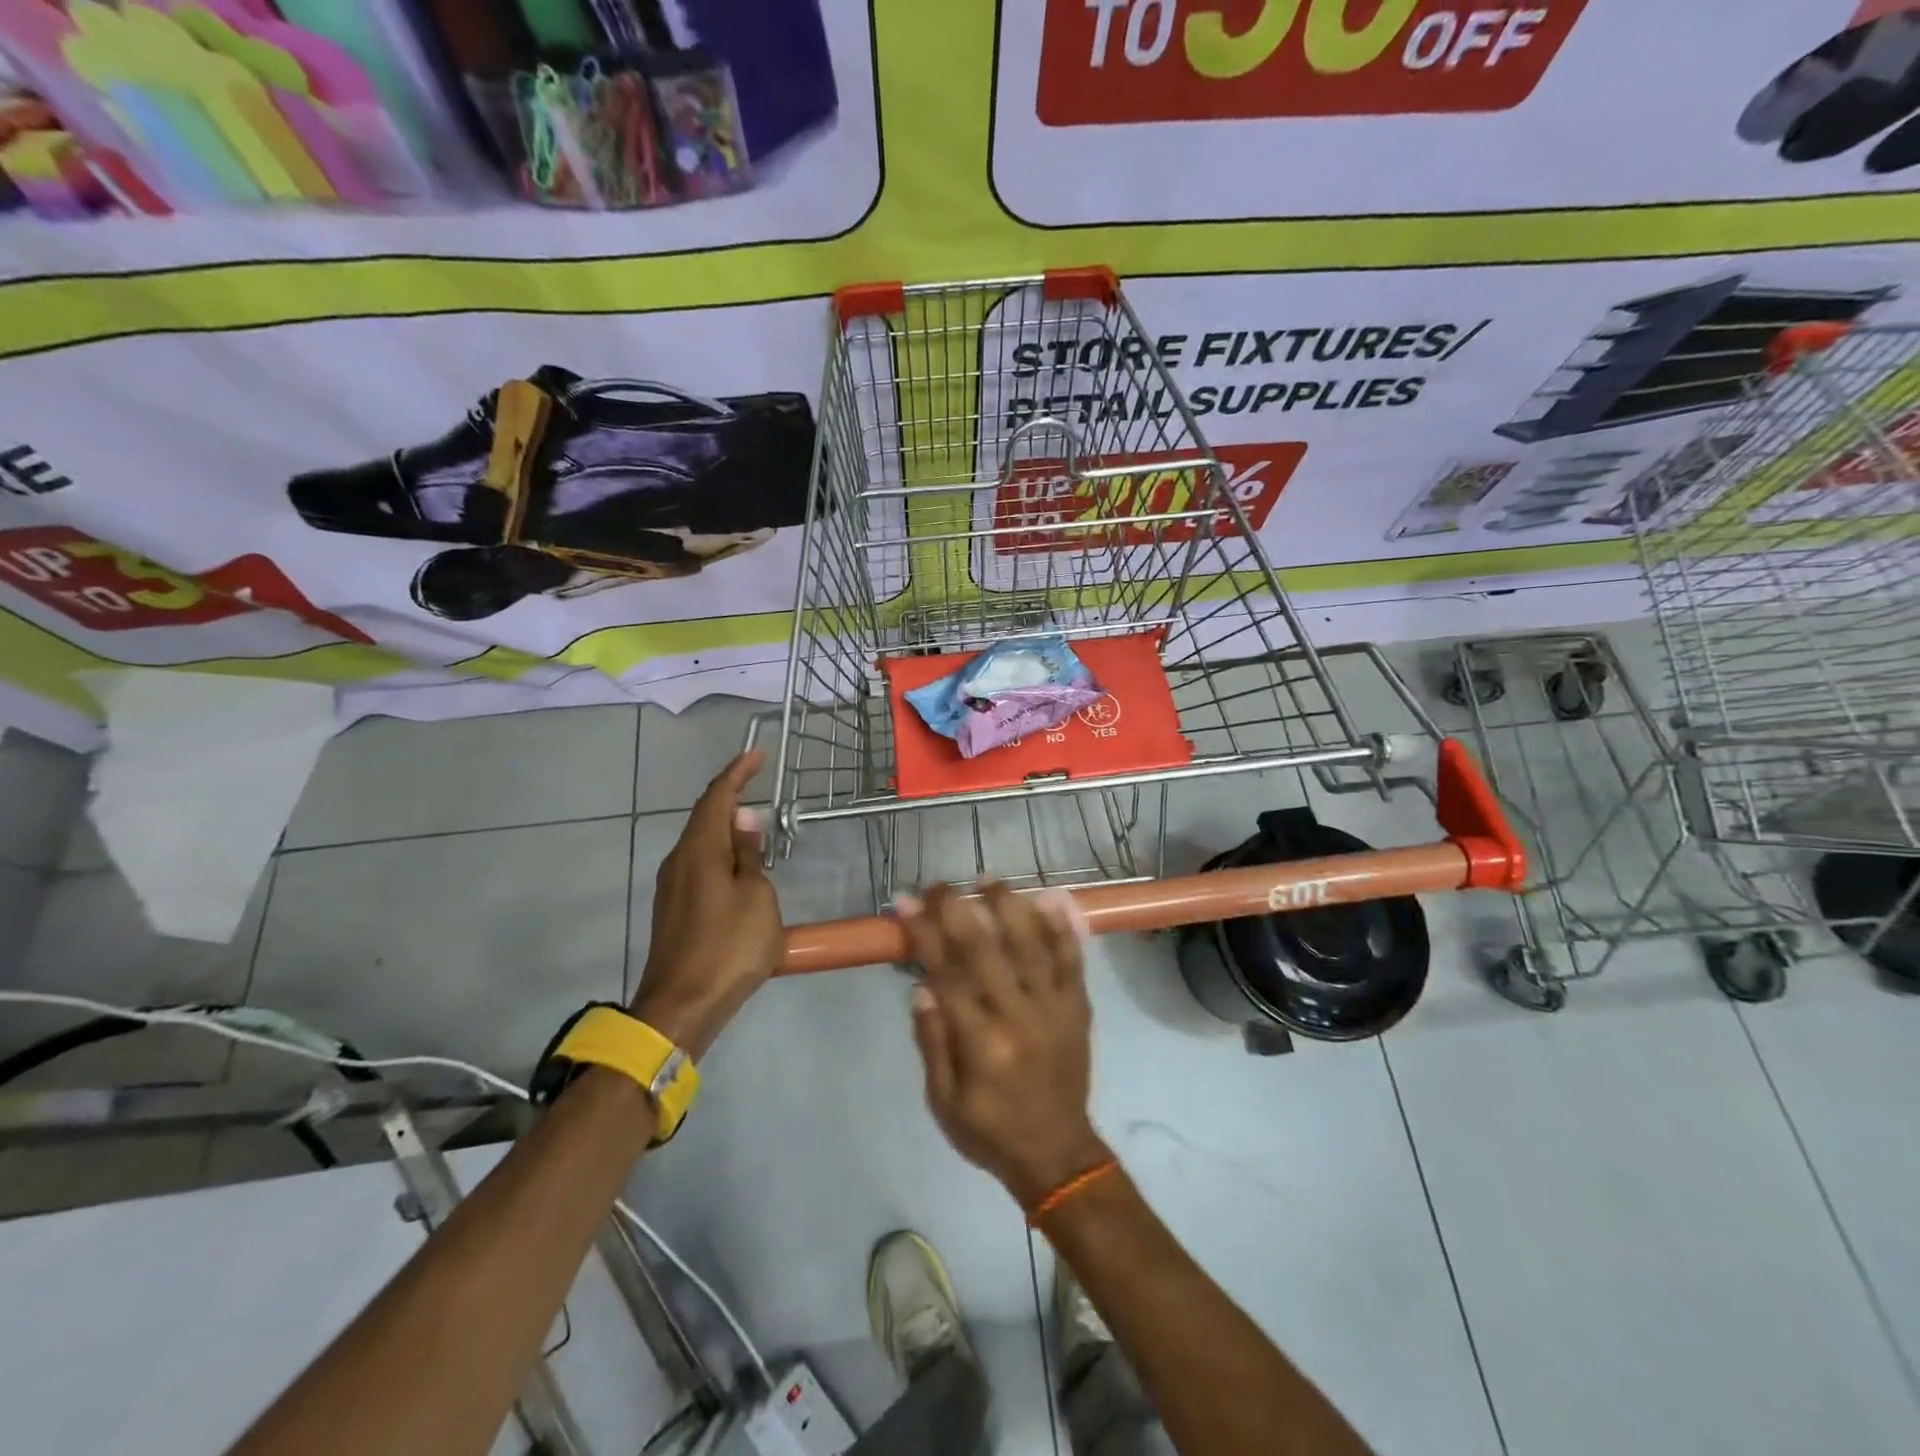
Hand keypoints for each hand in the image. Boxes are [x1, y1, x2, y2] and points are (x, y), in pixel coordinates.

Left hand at [631, 751, 781, 1060]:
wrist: (682, 1007)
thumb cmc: (729, 947)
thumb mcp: (757, 897)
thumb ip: (751, 857)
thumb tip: (745, 822)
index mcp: (699, 851)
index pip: (717, 797)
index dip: (737, 773)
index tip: (757, 754)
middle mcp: (678, 861)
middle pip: (704, 817)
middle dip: (729, 796)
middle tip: (756, 783)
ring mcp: (671, 887)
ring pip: (700, 842)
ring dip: (725, 827)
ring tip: (753, 823)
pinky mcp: (673, 909)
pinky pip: (698, 864)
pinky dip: (720, 853)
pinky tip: (737, 865)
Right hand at [901, 881, 1110, 1208]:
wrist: (1057, 1154)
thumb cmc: (990, 1130)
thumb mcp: (943, 1101)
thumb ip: (932, 1041)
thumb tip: (921, 985)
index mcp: (981, 1042)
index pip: (946, 973)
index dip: (923, 933)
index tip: (905, 903)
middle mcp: (1018, 1016)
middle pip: (985, 948)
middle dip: (957, 909)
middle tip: (938, 885)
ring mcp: (1053, 1007)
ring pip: (1031, 944)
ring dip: (1008, 905)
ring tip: (988, 879)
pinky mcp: (1078, 1007)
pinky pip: (1072, 960)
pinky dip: (1062, 928)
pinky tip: (1050, 899)